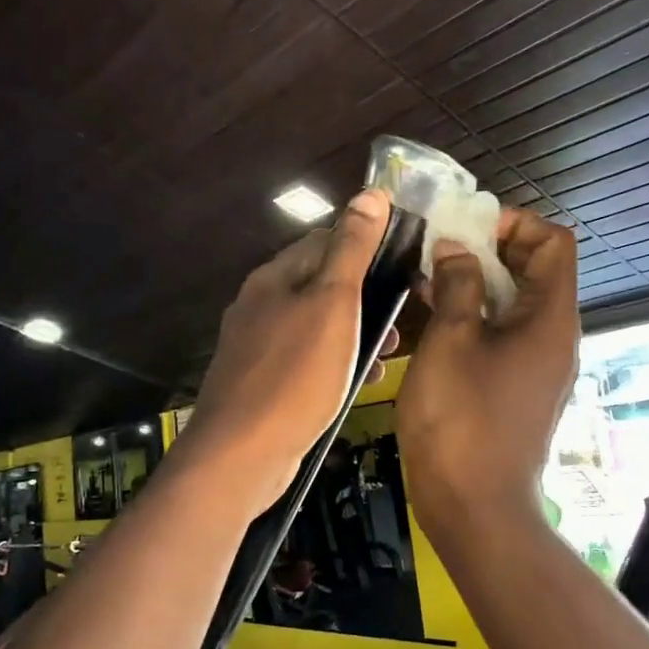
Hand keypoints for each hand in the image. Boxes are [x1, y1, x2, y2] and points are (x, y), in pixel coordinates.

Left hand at [179, 189, 395, 512]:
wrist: (241, 455)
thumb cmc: (295, 374)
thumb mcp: (332, 304)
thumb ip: (351, 250)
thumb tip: (370, 193)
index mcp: (274, 278)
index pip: (324, 239)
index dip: (366, 242)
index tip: (406, 258)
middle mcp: (260, 306)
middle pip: (320, 283)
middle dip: (365, 294)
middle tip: (404, 312)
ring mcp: (257, 347)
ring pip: (317, 325)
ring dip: (355, 331)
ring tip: (392, 350)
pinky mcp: (262, 384)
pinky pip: (307, 361)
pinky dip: (336, 363)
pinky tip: (361, 381)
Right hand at [397, 208, 578, 544]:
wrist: (475, 508)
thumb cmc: (461, 420)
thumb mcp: (451, 342)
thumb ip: (457, 286)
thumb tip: (457, 249)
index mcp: (550, 318)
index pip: (554, 242)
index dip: (515, 223)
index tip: (466, 228)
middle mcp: (554, 336)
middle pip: (535, 270)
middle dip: (489, 249)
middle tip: (439, 248)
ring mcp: (538, 365)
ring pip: (514, 303)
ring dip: (476, 282)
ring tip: (428, 277)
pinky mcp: (518, 388)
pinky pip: (503, 334)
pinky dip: (475, 316)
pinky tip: (432, 318)